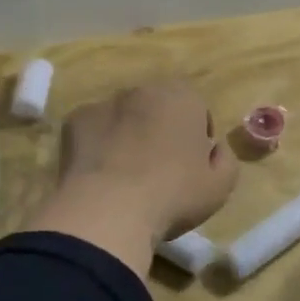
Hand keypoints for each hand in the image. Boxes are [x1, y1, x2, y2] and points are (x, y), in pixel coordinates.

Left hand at [54, 81, 237, 242]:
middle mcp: (144, 90)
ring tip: (126, 175)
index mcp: (184, 96)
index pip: (197, 109)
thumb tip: (214, 148)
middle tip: (160, 169)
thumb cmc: (173, 194)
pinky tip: (100, 176)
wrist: (108, 210)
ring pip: (124, 117)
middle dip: (161, 130)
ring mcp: (105, 102)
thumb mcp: (221, 186)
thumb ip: (225, 158)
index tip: (192, 166)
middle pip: (158, 108)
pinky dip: (98, 146)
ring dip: (128, 136)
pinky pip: (94, 131)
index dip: (196, 137)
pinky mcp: (75, 121)